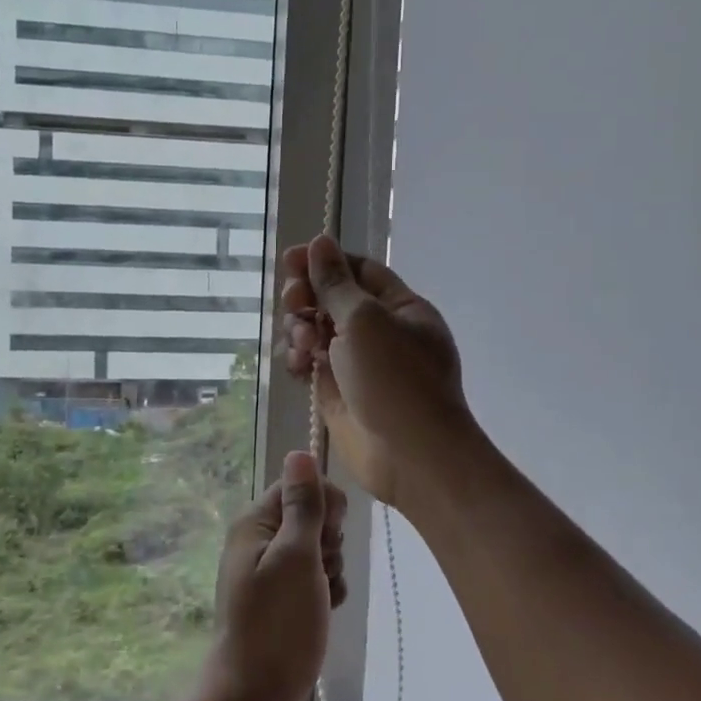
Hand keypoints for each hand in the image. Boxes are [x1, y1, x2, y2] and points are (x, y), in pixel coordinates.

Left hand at [200, 451, 347, 700]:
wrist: (255, 696)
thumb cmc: (278, 624)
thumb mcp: (296, 557)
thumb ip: (303, 504)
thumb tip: (299, 452)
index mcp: (255, 522)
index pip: (301, 485)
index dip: (324, 506)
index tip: (327, 537)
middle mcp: (259, 540)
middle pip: (312, 517)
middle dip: (329, 543)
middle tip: (319, 572)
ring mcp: (270, 571)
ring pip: (319, 550)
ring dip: (330, 571)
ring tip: (319, 600)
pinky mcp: (281, 599)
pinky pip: (315, 580)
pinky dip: (325, 592)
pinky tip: (323, 612)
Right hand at [280, 234, 472, 507]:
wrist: (411, 458)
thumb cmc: (395, 380)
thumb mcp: (365, 321)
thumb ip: (336, 283)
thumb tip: (319, 242)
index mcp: (400, 307)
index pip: (358, 270)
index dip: (324, 261)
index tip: (289, 259)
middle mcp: (380, 331)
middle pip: (333, 299)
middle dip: (308, 296)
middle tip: (293, 303)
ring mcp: (358, 363)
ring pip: (317, 331)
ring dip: (300, 329)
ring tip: (302, 343)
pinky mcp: (339, 392)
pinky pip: (311, 364)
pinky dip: (298, 360)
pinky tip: (295, 365)